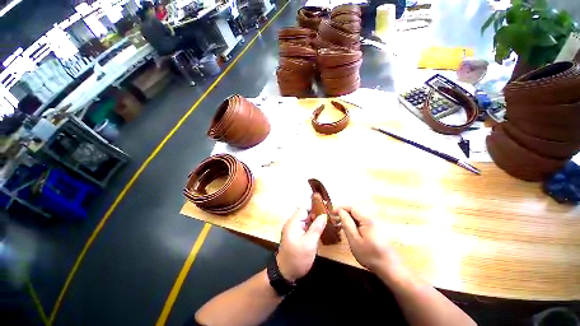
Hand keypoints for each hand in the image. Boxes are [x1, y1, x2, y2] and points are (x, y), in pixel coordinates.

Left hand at [277, 207, 326, 281]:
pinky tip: (322, 225)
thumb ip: (316, 228)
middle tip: (330, 211)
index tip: (325, 203)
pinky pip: (306, 225)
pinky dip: (313, 224)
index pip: (304, 207)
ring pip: (306, 218)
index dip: (314, 203)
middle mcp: (293, 222)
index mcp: (294, 222)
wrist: (285, 273)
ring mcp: (294, 228)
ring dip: (316, 217)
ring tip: (328, 217)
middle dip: (317, 210)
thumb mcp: (309, 244)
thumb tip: (324, 215)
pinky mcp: (297, 234)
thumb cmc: (297, 258)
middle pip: (305, 211)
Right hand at [337, 206, 404, 279]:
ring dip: (348, 219)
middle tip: (335, 221)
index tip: (332, 214)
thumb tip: (339, 211)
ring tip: (340, 226)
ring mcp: (375, 223)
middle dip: (344, 214)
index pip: (351, 207)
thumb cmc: (370, 255)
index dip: (340, 208)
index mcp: (367, 219)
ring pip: (358, 216)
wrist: (390, 268)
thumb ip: (347, 223)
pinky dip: (354, 223)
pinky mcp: (376, 229)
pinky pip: (362, 222)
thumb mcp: (354, 240)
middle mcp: (372, 218)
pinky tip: (350, 231)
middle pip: (354, 210)